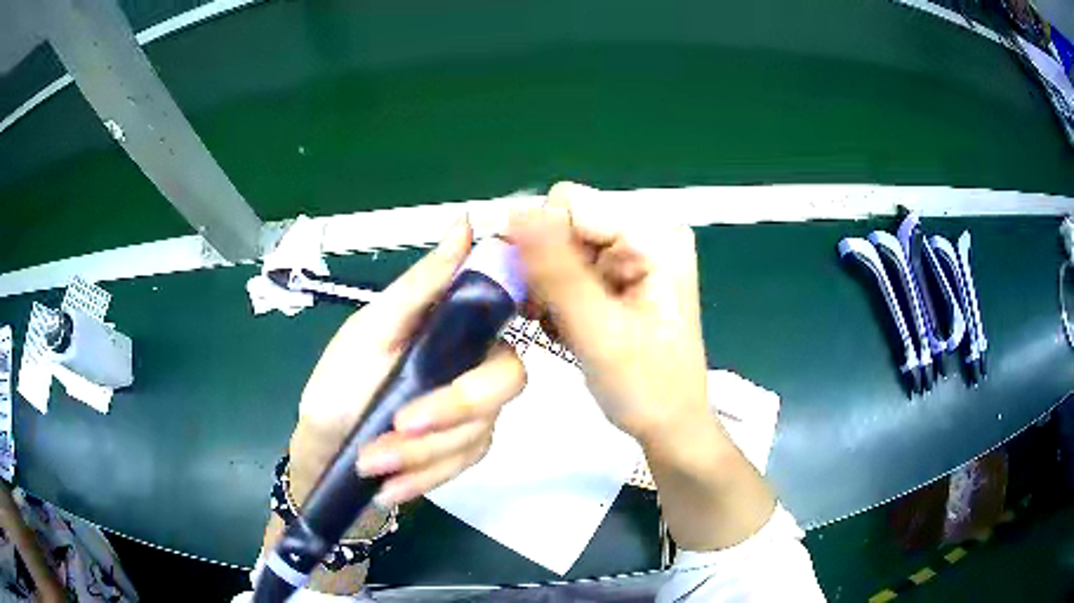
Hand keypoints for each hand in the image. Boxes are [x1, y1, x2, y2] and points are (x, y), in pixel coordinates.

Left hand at [289, 217, 525, 506]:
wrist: (326, 451)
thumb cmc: (338, 384)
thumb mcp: (371, 330)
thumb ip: (421, 286)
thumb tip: (465, 222)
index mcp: (452, 326)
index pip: (504, 312)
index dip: (512, 319)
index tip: (473, 333)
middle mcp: (472, 365)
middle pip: (504, 381)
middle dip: (452, 409)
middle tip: (398, 427)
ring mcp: (473, 413)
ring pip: (477, 431)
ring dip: (422, 453)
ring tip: (371, 464)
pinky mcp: (463, 452)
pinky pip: (463, 465)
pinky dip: (425, 477)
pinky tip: (389, 487)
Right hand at [508, 182, 709, 445]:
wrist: (669, 424)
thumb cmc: (645, 387)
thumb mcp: (600, 332)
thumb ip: (558, 272)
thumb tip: (516, 213)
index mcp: (655, 235)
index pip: (571, 204)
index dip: (538, 240)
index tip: (528, 291)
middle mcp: (647, 232)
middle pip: (565, 223)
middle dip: (544, 267)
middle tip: (548, 315)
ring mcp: (634, 252)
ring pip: (560, 246)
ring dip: (548, 286)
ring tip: (560, 326)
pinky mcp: (622, 273)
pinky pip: (569, 265)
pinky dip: (558, 295)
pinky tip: (566, 325)